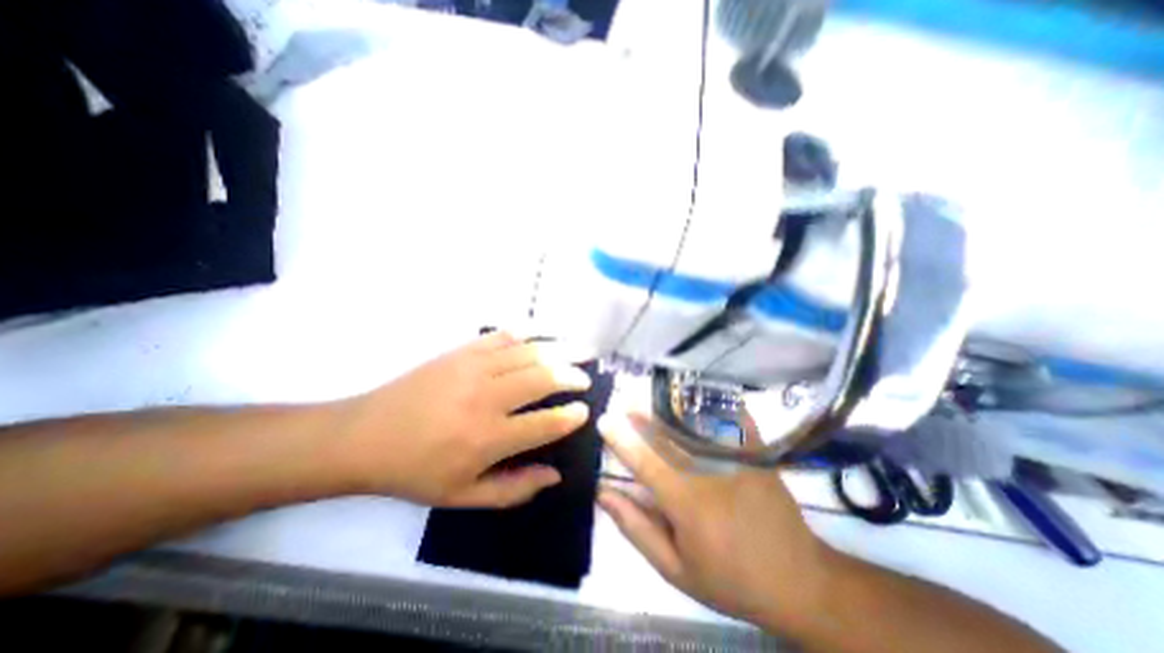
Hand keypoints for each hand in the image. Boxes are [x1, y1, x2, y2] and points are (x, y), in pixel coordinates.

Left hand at [335, 334, 590, 506]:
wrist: (365, 436)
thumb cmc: (415, 471)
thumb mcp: (463, 496)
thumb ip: (514, 490)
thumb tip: (554, 475)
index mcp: (488, 438)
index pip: (546, 423)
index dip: (571, 416)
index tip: (585, 411)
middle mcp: (487, 398)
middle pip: (543, 378)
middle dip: (572, 376)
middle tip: (585, 378)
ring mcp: (474, 368)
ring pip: (529, 353)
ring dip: (558, 351)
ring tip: (578, 351)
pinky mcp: (462, 352)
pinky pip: (502, 336)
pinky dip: (527, 332)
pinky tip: (542, 332)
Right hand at [600, 413, 837, 632]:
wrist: (800, 581)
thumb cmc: (730, 578)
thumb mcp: (675, 569)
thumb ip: (636, 527)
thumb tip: (603, 493)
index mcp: (688, 503)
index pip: (645, 461)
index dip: (621, 439)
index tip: (603, 421)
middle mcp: (711, 472)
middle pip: (669, 431)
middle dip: (643, 410)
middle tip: (624, 397)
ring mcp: (737, 457)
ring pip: (698, 418)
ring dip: (671, 401)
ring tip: (651, 391)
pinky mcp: (756, 451)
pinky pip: (732, 415)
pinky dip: (712, 399)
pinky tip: (695, 390)